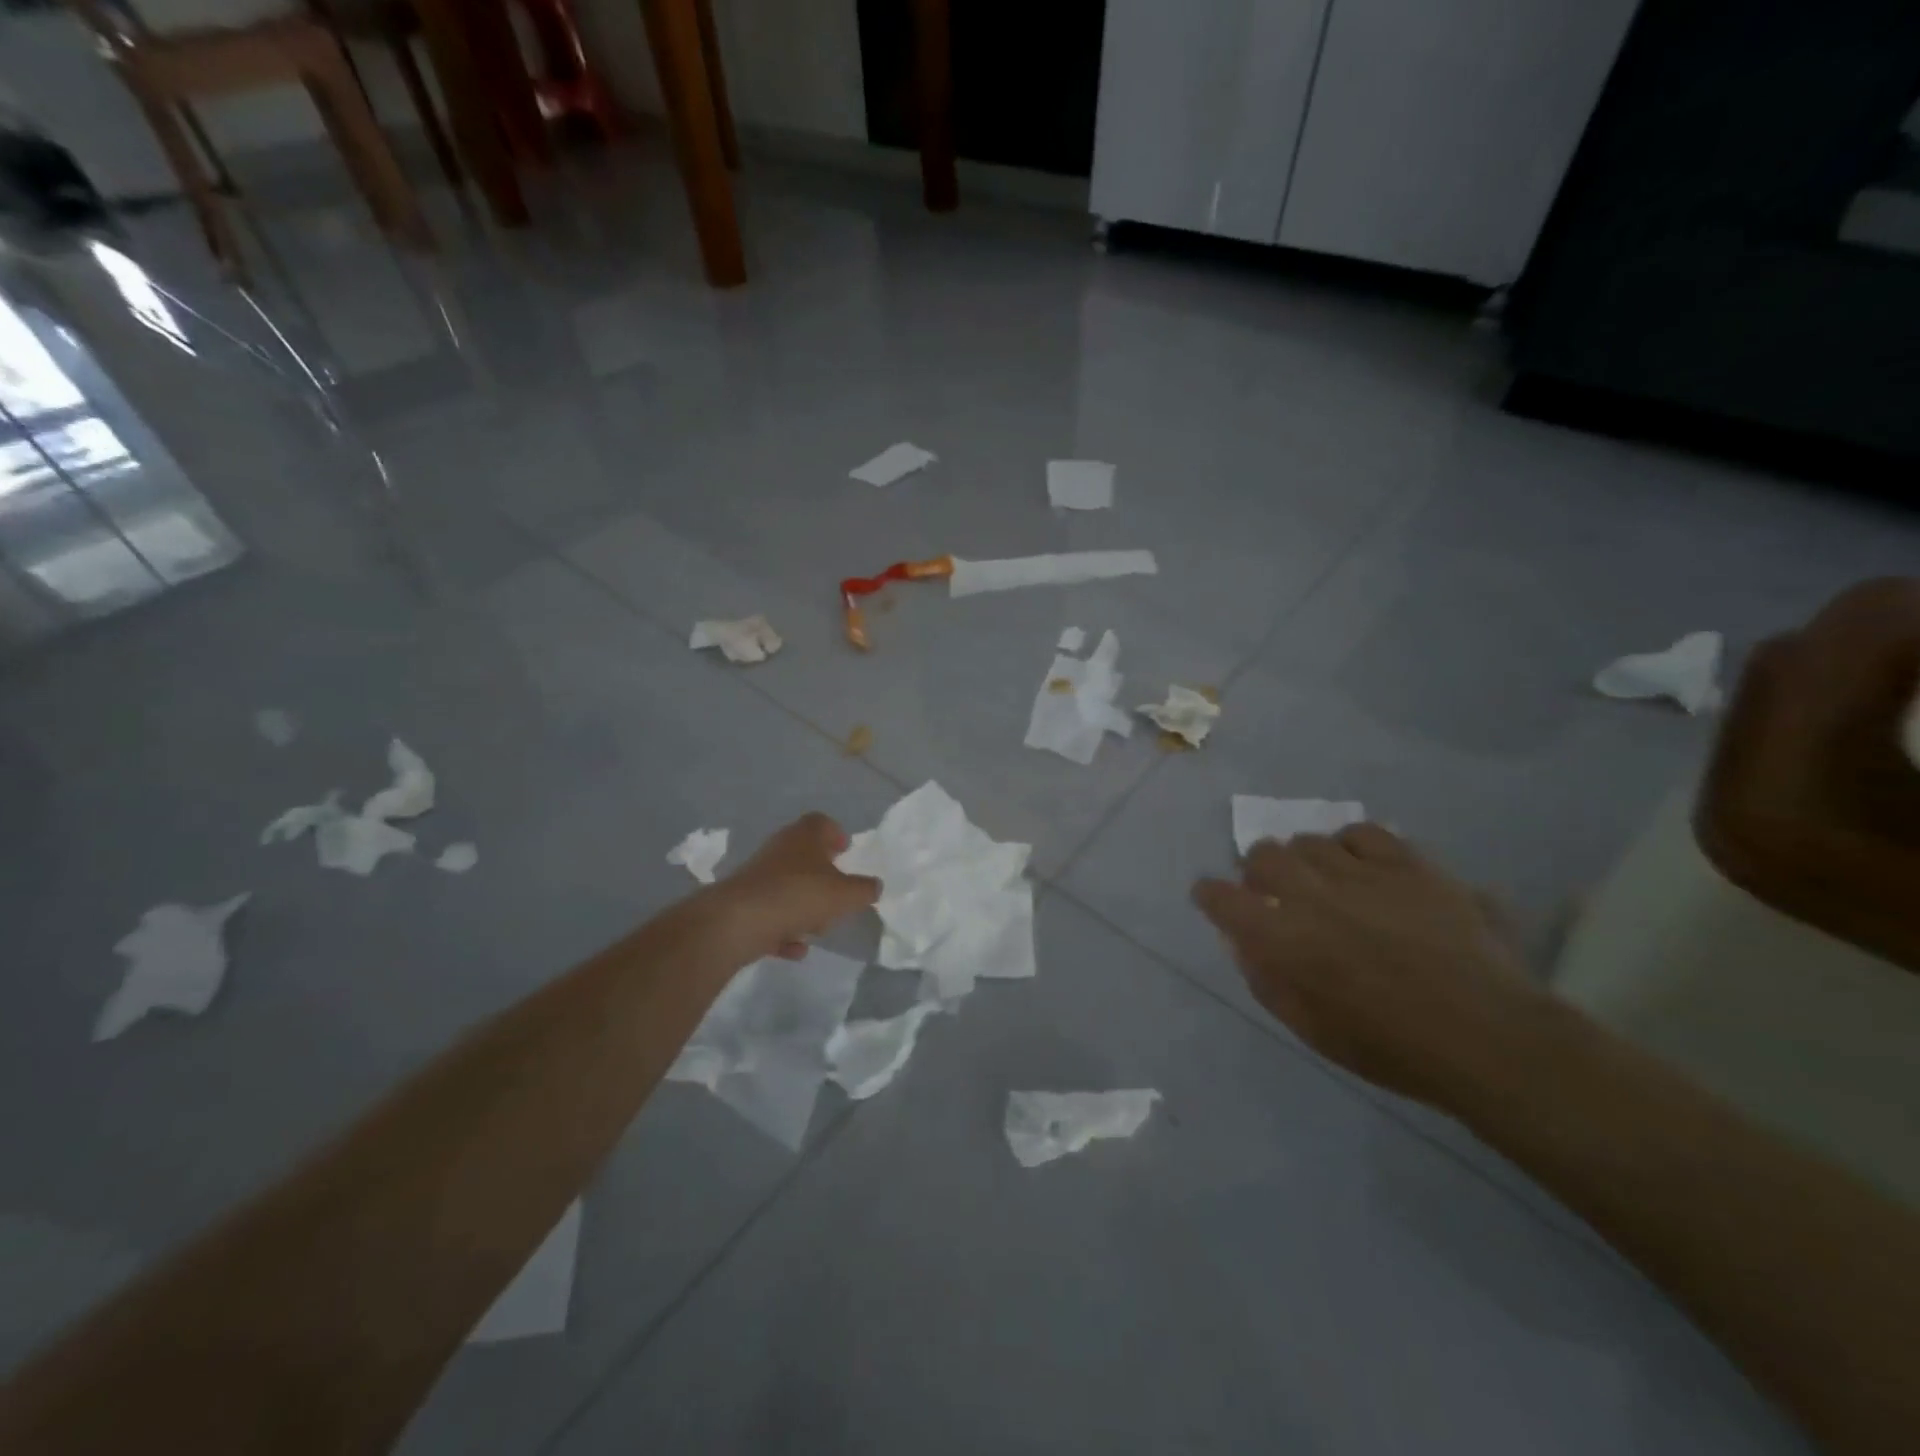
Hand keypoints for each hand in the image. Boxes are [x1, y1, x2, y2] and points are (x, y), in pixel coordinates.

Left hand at [708, 814, 879, 962]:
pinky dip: (783, 930)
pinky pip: (770, 915)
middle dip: (822, 875)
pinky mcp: (742, 904)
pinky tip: (796, 949)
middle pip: (803, 855)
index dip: (835, 834)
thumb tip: (874, 886)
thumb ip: (864, 890)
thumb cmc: (800, 895)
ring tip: (819, 926)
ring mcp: (757, 877)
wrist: (738, 921)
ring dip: (803, 905)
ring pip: (786, 886)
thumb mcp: (845, 894)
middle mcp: (779, 850)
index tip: (846, 851)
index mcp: (804, 836)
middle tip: (838, 893)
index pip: (821, 823)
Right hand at [1193, 823, 1549, 1110]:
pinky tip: (1361, 866)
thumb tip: (1244, 944)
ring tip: (1321, 881)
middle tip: (1272, 892)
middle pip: (1261, 855)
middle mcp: (1311, 894)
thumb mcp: (1311, 1029)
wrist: (1487, 1037)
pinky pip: (1362, 832)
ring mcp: (1361, 873)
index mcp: (1282, 939)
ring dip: (1304, 860)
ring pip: (1309, 841)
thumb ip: (1267, 981)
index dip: (1210, 896)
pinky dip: (1350, 845)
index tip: (1213, 900)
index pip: (1221, 898)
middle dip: (1256, 872)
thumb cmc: (1391, 1046)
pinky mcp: (1407, 864)